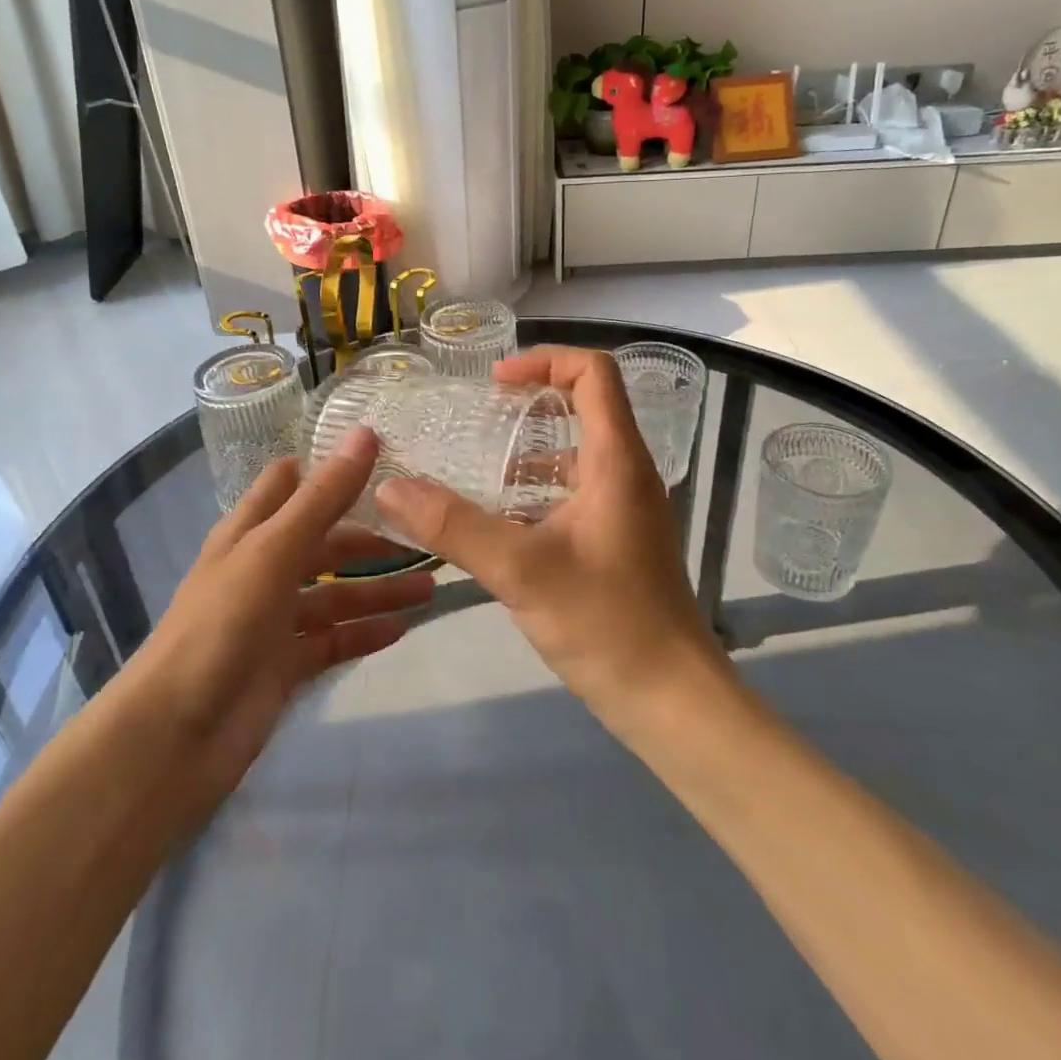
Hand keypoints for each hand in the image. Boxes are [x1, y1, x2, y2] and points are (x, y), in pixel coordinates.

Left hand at [126, 429, 432, 820]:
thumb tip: (365, 433)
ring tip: (431, 587)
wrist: (175, 735)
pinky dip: (364, 633)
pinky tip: (402, 629)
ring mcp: (274, 619)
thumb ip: (323, 496)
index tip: (386, 456)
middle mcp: (262, 568)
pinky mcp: (285, 664)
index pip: (290, 484)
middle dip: (370, 537)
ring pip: (335, 594)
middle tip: (427, 533)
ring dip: (378, 589)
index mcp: (250, 532)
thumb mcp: (274, 550)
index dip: (330, 468)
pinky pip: (333, 640)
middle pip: (324, 542)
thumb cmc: (222, 624)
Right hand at [374, 346, 724, 722]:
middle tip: (478, 417)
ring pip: (576, 452)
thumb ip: (453, 527)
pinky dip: (535, 489)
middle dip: (531, 401)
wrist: (670, 699)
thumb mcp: (521, 570)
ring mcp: (624, 507)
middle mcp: (626, 473)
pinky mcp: (616, 538)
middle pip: (585, 405)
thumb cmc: (606, 624)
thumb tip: (390, 487)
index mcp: (617, 461)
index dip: (546, 360)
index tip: (495, 384)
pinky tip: (495, 519)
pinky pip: (573, 490)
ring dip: (528, 449)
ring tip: (474, 466)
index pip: (595, 373)